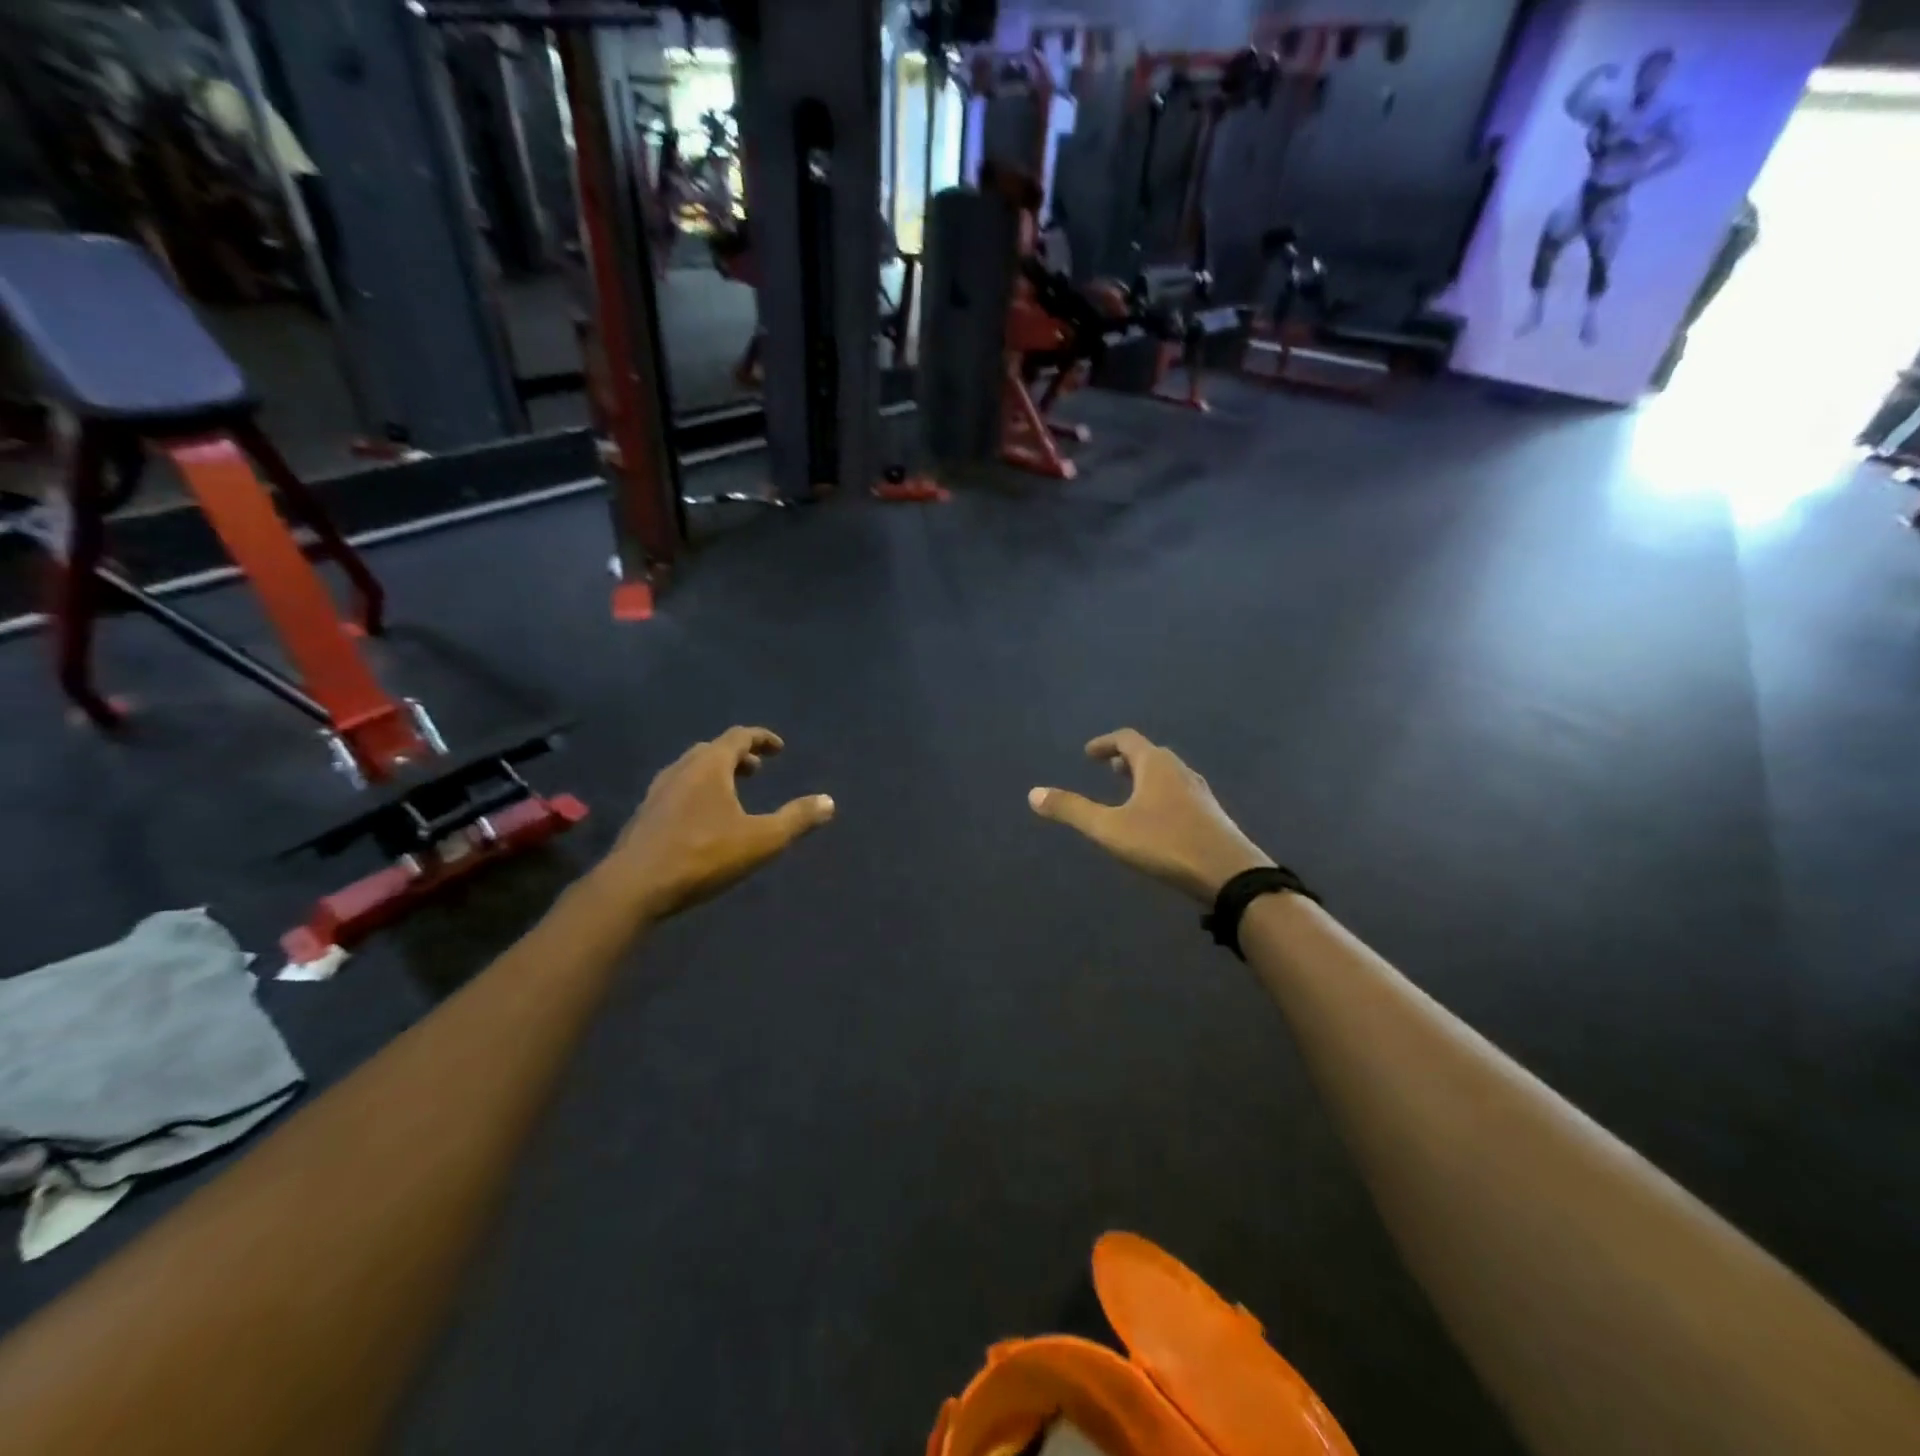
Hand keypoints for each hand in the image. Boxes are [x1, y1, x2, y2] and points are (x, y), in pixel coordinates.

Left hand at [606, 727, 834, 921]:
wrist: (635, 886)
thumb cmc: (703, 855)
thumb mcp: (761, 840)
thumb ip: (796, 819)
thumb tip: (829, 802)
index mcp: (709, 766)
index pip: (739, 736)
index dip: (762, 738)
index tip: (779, 749)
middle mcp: (681, 769)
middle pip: (712, 750)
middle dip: (738, 757)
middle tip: (756, 771)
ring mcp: (657, 792)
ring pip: (690, 770)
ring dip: (715, 774)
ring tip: (731, 794)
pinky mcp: (644, 815)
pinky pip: (676, 790)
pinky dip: (696, 792)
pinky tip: (701, 819)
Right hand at [1029, 730, 1272, 904]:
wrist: (1230, 874)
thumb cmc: (1165, 843)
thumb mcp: (1110, 829)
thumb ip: (1072, 810)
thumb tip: (1033, 794)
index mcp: (1156, 765)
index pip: (1127, 739)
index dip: (1105, 743)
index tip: (1088, 754)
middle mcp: (1180, 771)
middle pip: (1150, 754)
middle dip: (1125, 760)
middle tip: (1107, 770)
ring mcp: (1200, 793)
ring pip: (1167, 775)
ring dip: (1144, 777)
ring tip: (1129, 793)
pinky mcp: (1211, 816)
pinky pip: (1179, 793)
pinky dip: (1160, 794)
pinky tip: (1156, 820)